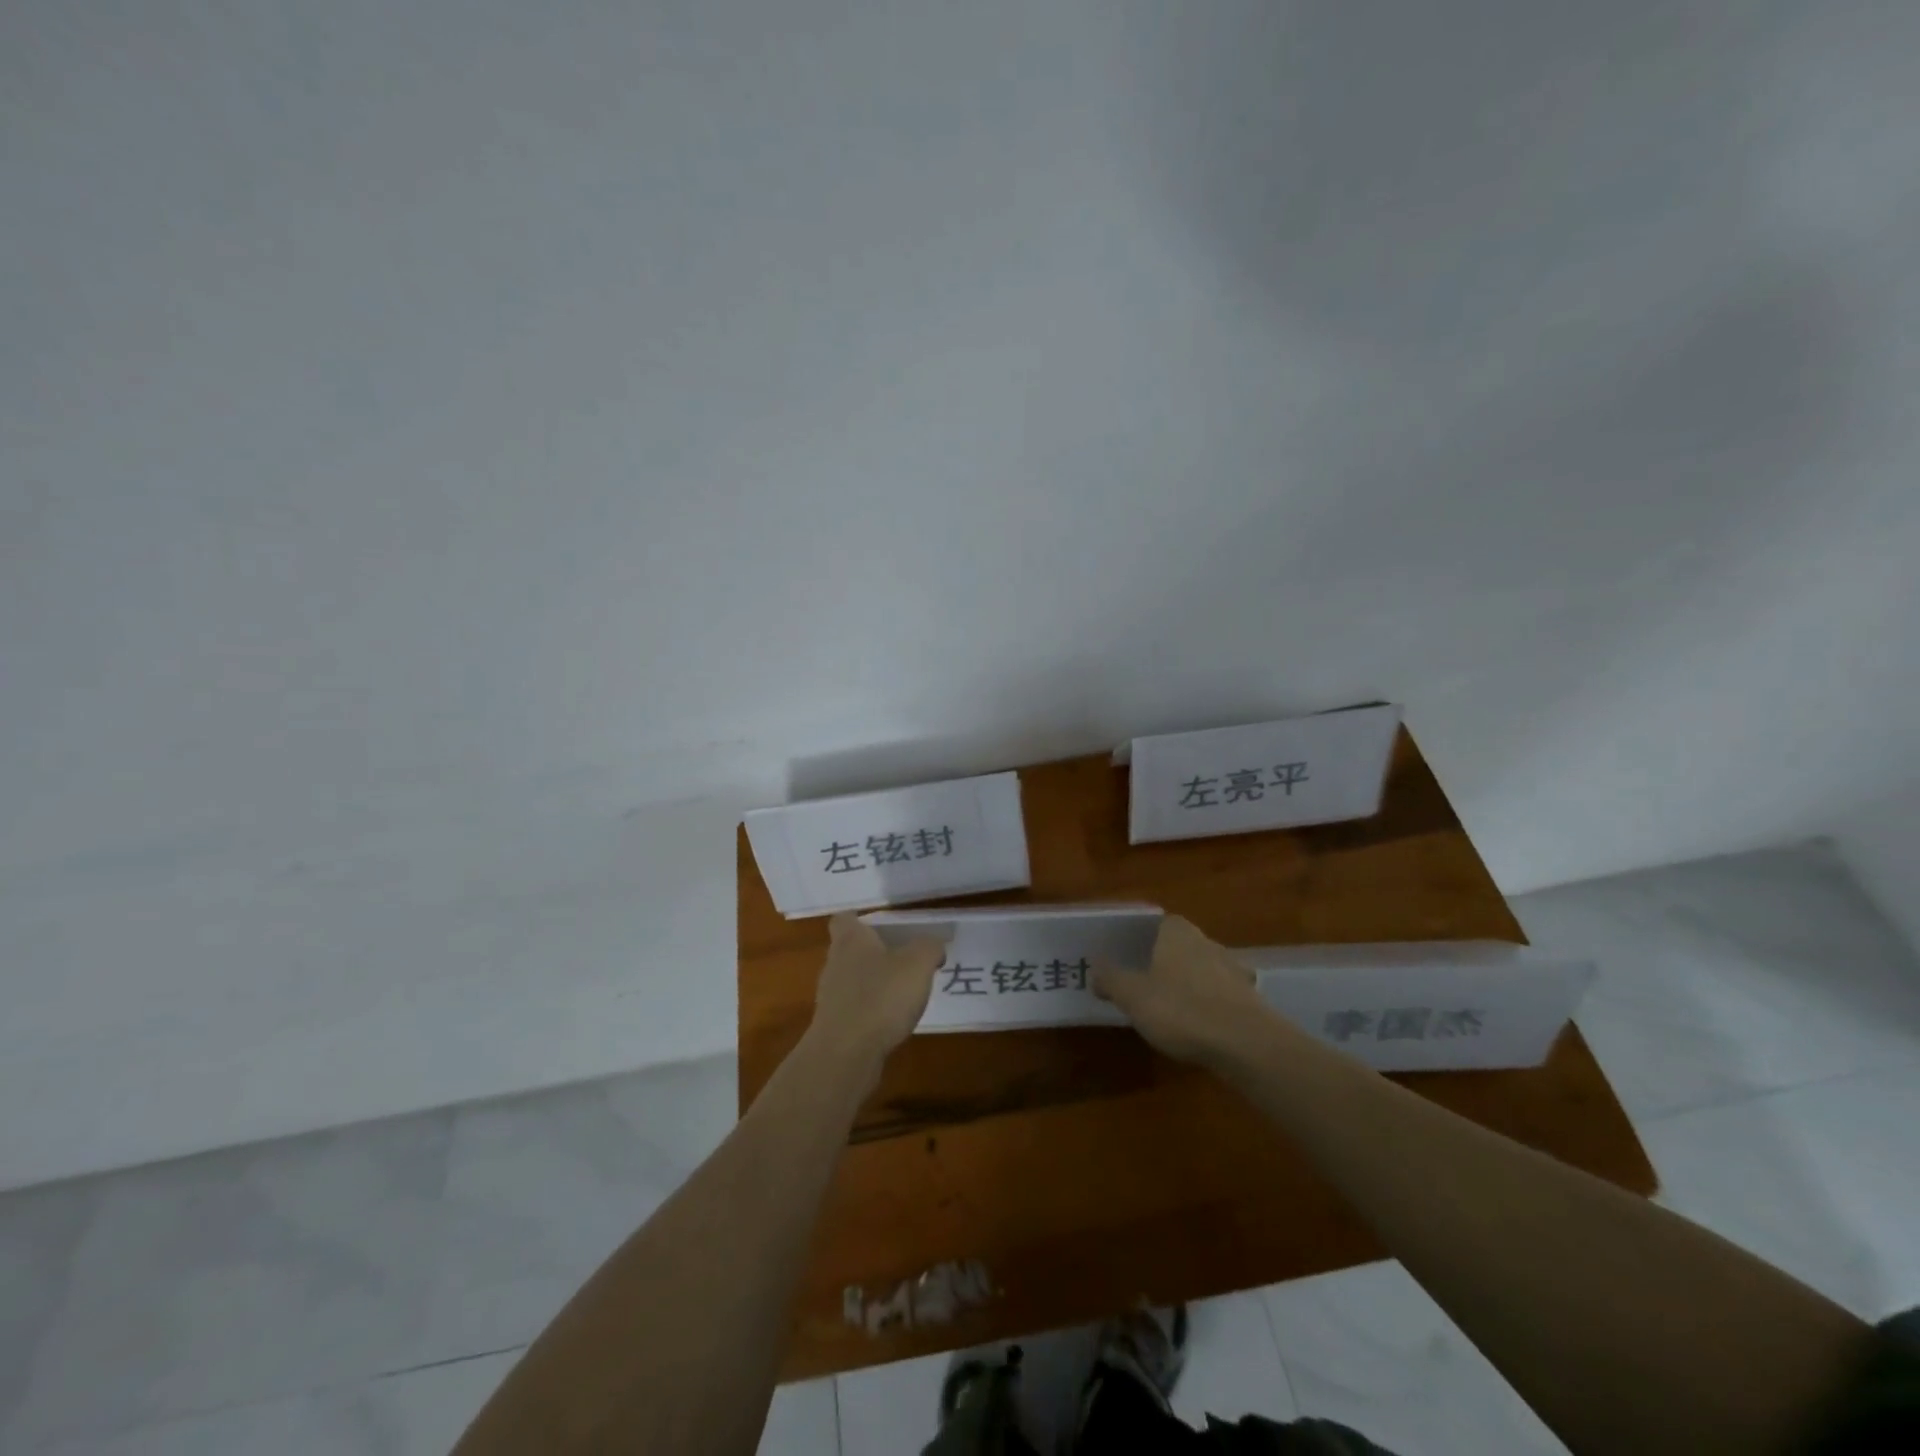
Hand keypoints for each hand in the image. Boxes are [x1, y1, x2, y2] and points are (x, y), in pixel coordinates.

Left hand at [807, 913, 944, 1064]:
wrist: (845, 1055)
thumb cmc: (880, 997)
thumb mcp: (918, 964)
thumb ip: (929, 947)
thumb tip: (933, 945)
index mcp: (850, 940)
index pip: (845, 919)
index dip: (862, 919)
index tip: (884, 926)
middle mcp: (835, 963)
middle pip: (851, 949)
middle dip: (875, 952)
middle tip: (906, 958)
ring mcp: (831, 996)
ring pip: (854, 980)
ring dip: (875, 983)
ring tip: (905, 992)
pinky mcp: (834, 1026)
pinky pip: (856, 1008)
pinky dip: (872, 1010)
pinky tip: (893, 1021)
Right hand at [1093, 915, 1267, 1066]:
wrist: (1247, 1045)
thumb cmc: (1182, 1010)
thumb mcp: (1133, 996)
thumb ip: (1112, 979)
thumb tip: (1096, 967)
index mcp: (1177, 933)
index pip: (1159, 922)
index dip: (1142, 936)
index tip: (1128, 954)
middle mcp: (1207, 942)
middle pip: (1181, 945)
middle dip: (1165, 960)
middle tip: (1144, 980)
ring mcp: (1232, 970)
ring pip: (1202, 969)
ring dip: (1189, 982)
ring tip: (1170, 1005)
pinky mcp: (1249, 999)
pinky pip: (1220, 994)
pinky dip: (1209, 1004)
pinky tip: (1198, 1024)